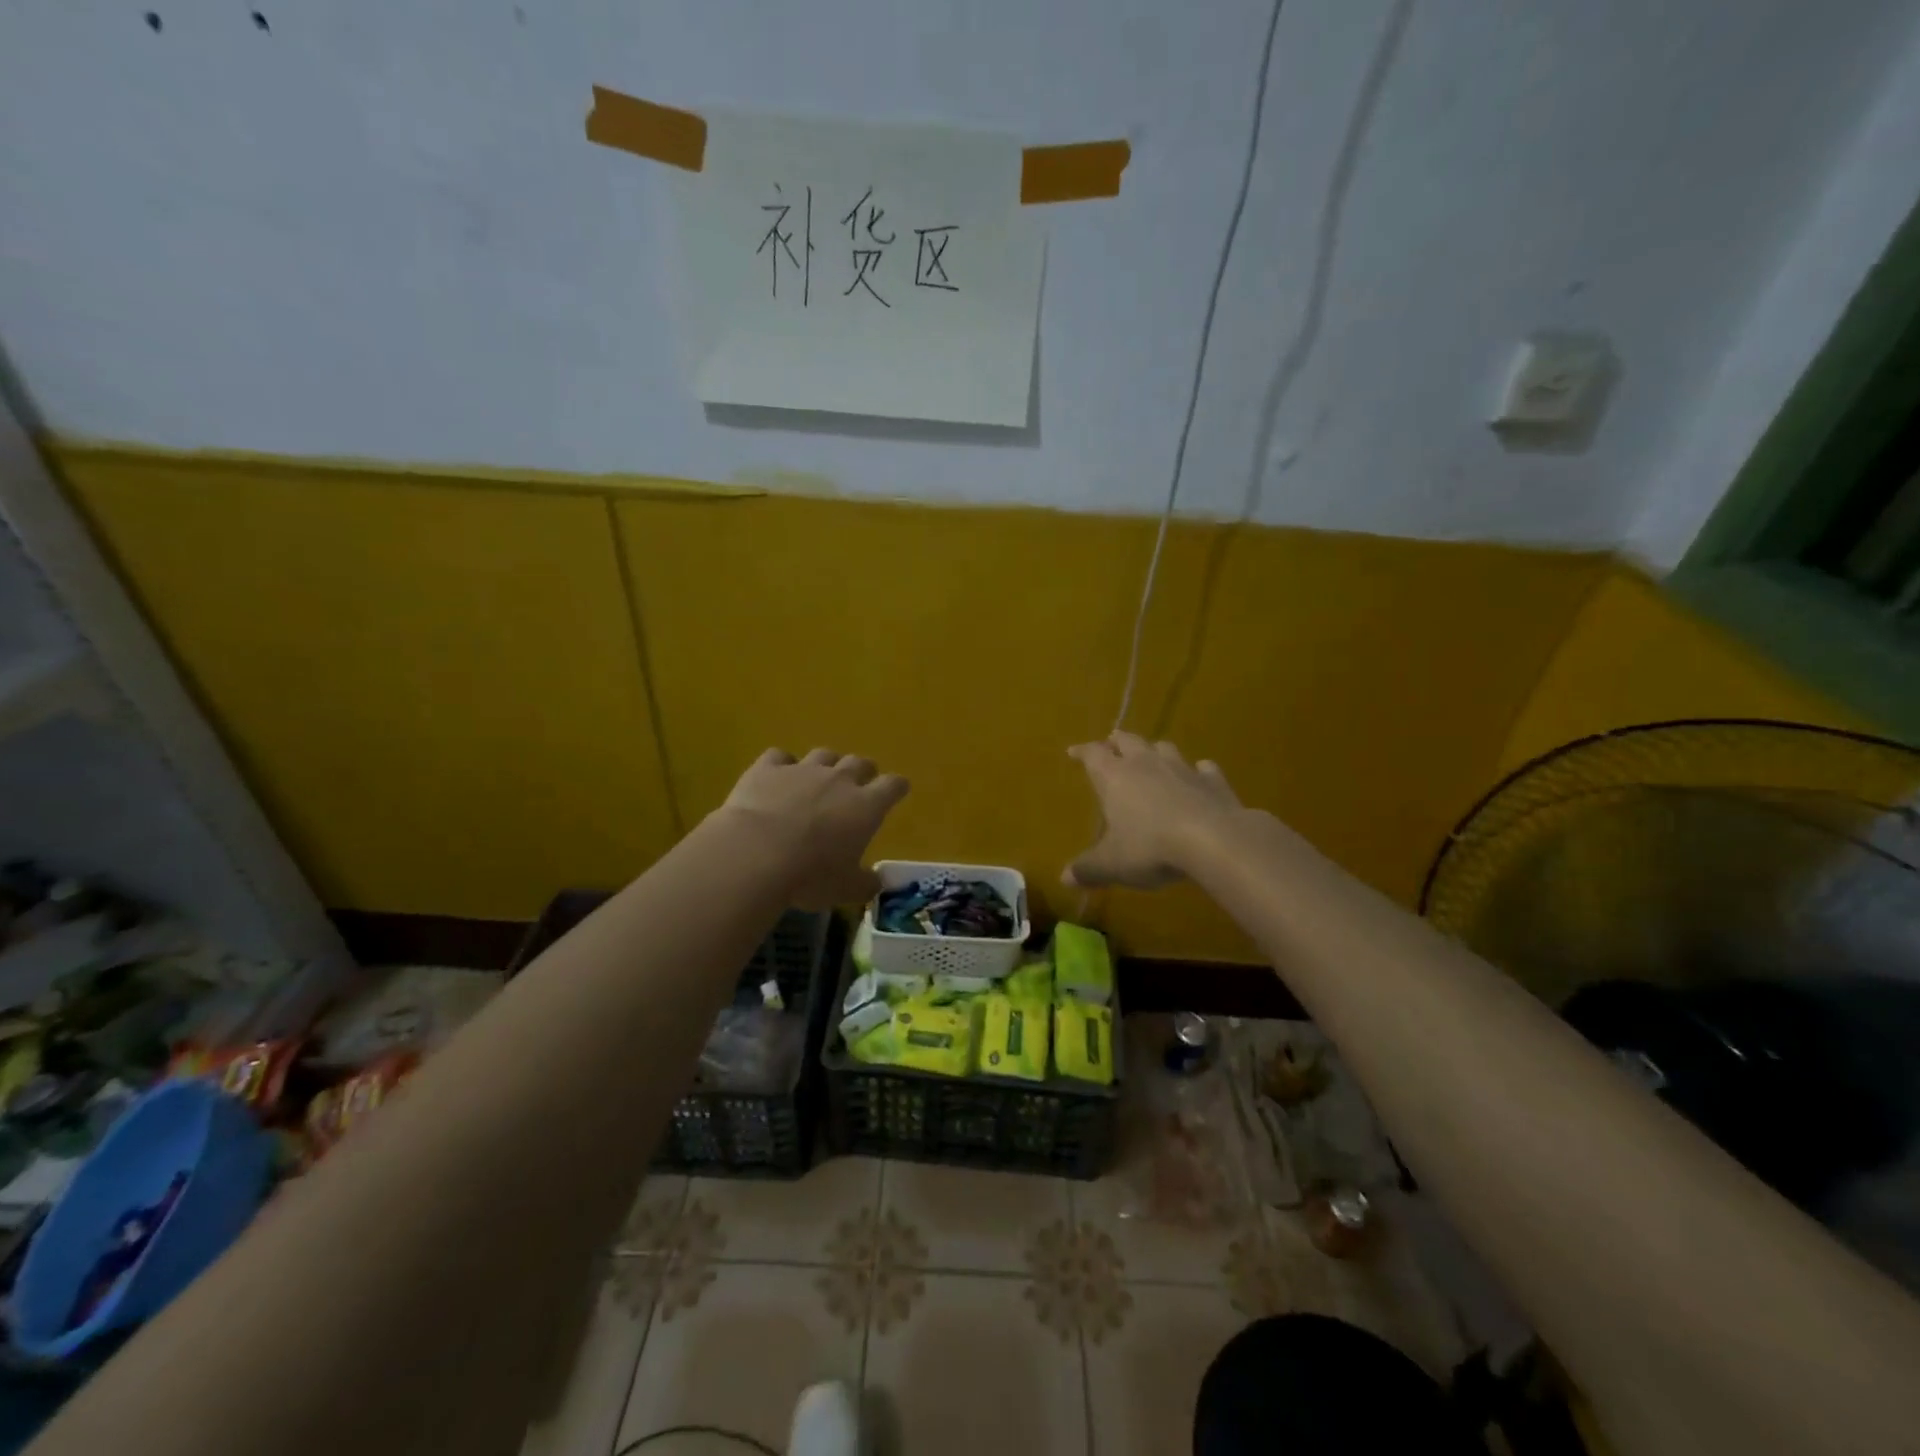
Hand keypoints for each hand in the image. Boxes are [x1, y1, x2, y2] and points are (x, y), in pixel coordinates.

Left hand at [715, 748, 909, 908]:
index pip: (893, 785)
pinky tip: (776, 776)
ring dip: (826, 765)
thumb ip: (865, 884)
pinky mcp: (768, 768)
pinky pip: (780, 757)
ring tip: (818, 780)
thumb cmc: (811, 875)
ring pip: (823, 754)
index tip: (897, 791)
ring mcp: (802, 769)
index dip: (897, 787)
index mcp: (867, 806)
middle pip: (860, 763)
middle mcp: (839, 780)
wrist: (756, 854)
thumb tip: (876, 882)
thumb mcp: (846, 890)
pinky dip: (782, 765)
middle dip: (863, 772)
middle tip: (858, 786)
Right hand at [1064, 734, 1241, 888]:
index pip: (1093, 755)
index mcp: (1115, 777)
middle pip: (1129, 741)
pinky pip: (1204, 768)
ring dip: (1155, 750)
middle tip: (1112, 741)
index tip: (1073, 751)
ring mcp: (1183, 769)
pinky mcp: (1214, 781)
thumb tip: (1065, 878)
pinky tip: (1200, 774)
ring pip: (1164, 748)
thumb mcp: (1112, 864)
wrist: (1214, 841)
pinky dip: (1198, 771)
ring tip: (1152, 755)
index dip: (1082, 752)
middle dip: (1118, 741)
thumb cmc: (1150, 847)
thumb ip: (1088, 869)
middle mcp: (1146, 764)